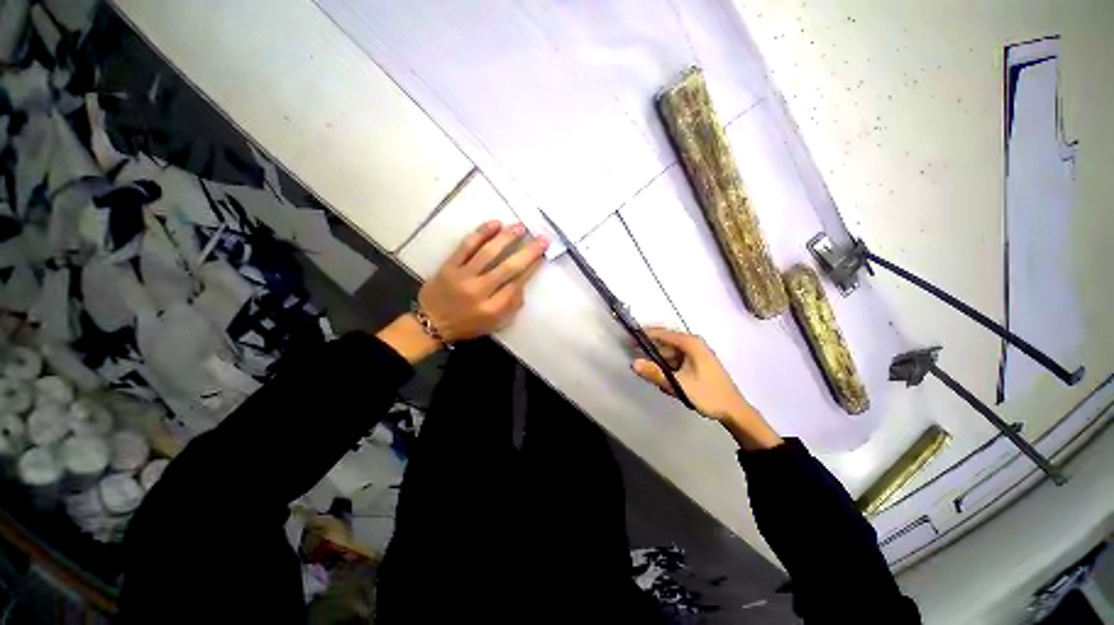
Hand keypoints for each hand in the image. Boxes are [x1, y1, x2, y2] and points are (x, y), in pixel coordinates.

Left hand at [419, 220, 548, 341]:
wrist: (432, 322)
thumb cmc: (467, 324)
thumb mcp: (494, 323)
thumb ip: (511, 305)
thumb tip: (523, 283)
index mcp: (492, 309)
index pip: (517, 285)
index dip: (532, 268)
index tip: (542, 255)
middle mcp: (479, 291)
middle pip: (508, 268)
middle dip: (528, 252)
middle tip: (542, 238)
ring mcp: (462, 276)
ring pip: (488, 253)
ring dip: (506, 238)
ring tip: (520, 227)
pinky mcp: (449, 266)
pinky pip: (466, 246)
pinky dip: (481, 233)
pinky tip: (495, 224)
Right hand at [631, 328, 781, 450]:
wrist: (734, 411)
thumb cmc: (707, 394)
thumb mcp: (678, 384)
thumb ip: (654, 373)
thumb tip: (633, 363)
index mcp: (690, 343)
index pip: (661, 333)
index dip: (644, 336)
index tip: (628, 340)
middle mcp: (693, 344)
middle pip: (665, 344)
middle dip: (651, 354)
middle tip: (638, 364)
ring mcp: (696, 354)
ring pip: (670, 354)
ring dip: (660, 365)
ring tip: (655, 379)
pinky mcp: (697, 363)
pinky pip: (677, 361)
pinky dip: (669, 370)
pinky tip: (668, 384)